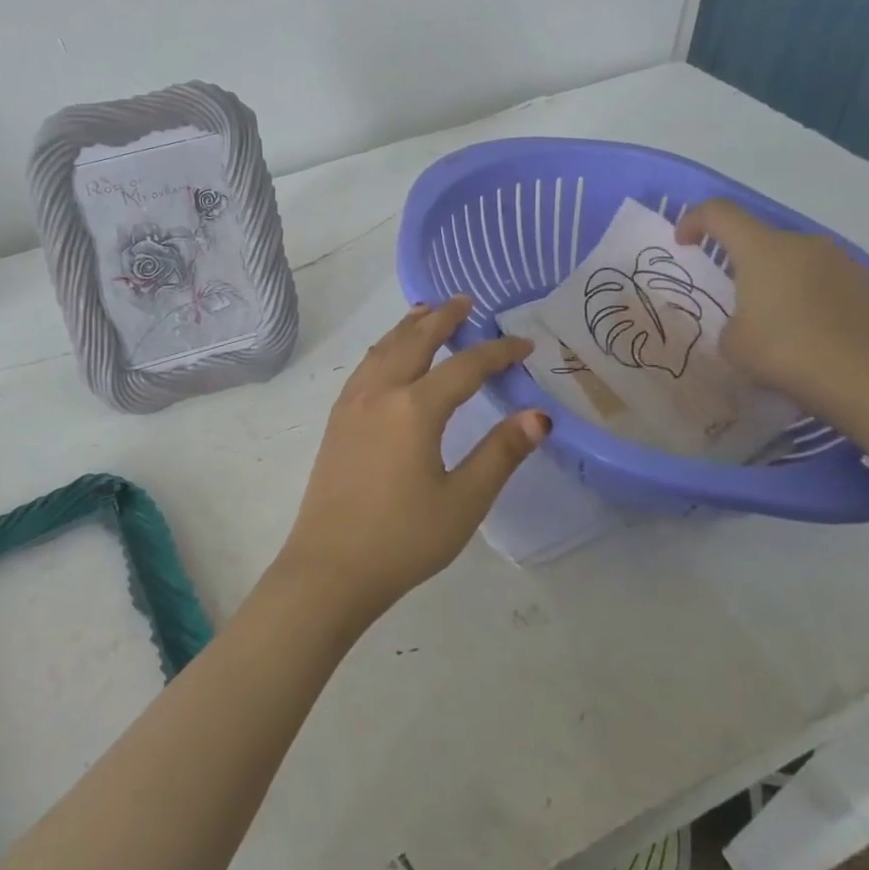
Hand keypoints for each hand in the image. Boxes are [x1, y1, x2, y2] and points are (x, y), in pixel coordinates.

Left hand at [277, 297, 548, 628]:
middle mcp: (380, 393)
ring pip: (383, 348)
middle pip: (415, 341)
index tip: (524, 345)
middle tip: (466, 302)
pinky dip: (383, 347)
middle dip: (443, 318)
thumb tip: (537, 416)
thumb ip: (500, 454)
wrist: (330, 567)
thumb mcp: (463, 501)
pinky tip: (387, 355)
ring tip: (426, 312)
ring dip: (408, 326)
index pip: (465, 367)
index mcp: (415, 409)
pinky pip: (365, 366)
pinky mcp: (337, 420)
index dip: (497, 352)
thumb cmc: (403, 539)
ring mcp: (352, 404)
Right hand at [676, 199, 868, 420]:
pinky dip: (809, 298)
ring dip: (778, 280)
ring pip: (796, 261)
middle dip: (741, 260)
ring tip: (774, 322)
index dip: (694, 220)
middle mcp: (805, 244)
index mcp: (764, 249)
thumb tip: (751, 322)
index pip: (720, 213)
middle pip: (761, 238)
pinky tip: (809, 336)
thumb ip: (732, 322)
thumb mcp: (734, 344)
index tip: (683, 243)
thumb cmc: (789, 354)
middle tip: (732, 296)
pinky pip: (826, 282)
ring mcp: (845, 264)